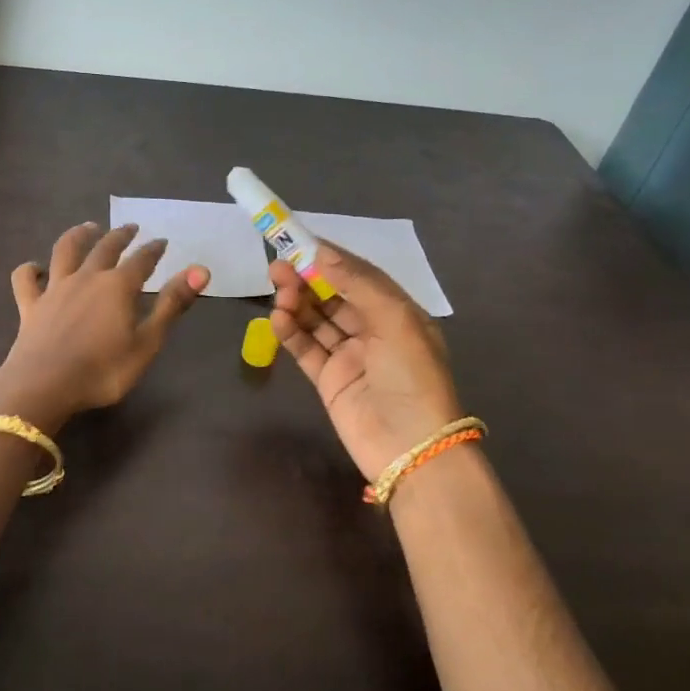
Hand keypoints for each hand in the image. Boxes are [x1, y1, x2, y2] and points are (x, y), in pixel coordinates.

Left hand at [0, 223, 209, 430]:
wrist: (44, 385)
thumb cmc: (103, 370)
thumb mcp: (147, 343)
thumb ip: (172, 305)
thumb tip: (201, 270)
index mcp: (118, 286)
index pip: (141, 260)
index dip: (153, 250)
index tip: (162, 242)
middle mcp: (87, 278)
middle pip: (105, 248)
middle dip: (120, 236)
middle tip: (130, 228)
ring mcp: (55, 289)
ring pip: (65, 250)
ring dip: (78, 235)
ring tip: (88, 228)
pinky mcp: (30, 305)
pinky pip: (26, 279)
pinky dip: (30, 269)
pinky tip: (35, 268)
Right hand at [270, 241, 464, 483]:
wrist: (411, 449)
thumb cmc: (412, 377)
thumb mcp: (395, 321)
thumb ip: (358, 284)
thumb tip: (322, 252)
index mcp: (397, 313)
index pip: (359, 275)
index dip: (330, 258)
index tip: (299, 241)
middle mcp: (373, 330)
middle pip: (333, 296)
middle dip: (306, 279)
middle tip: (277, 266)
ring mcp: (350, 356)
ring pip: (316, 320)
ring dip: (296, 303)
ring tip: (277, 291)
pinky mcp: (329, 380)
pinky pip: (306, 348)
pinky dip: (290, 332)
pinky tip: (277, 318)